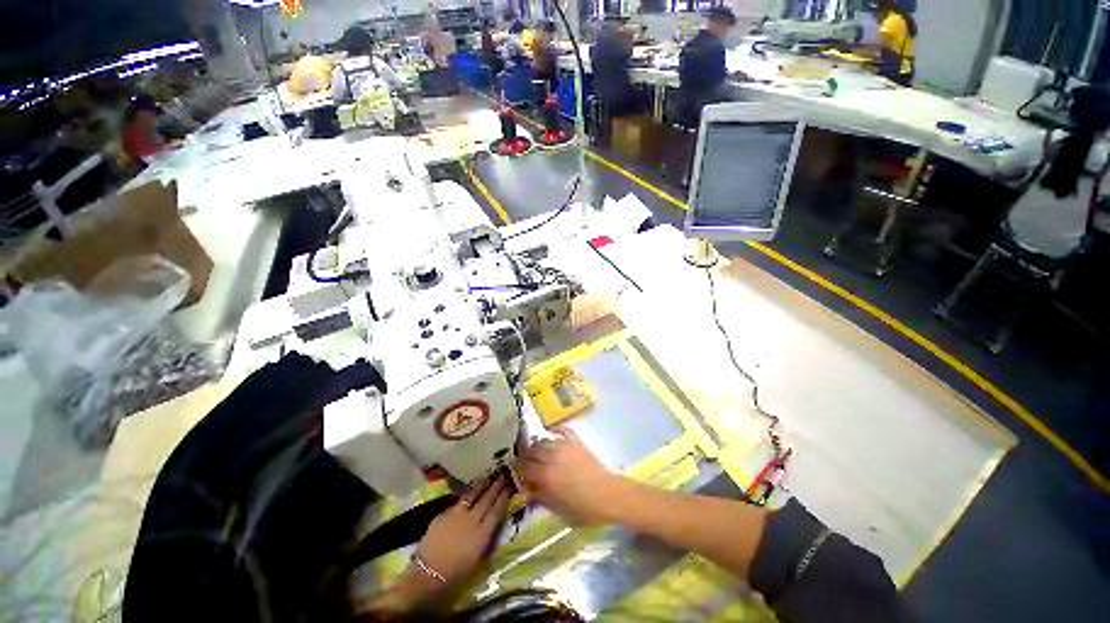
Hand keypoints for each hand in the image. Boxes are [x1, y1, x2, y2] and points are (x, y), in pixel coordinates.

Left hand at [414, 474, 510, 583]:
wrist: (428, 573)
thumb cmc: (455, 572)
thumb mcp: (477, 559)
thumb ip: (486, 539)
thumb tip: (491, 526)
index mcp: (482, 534)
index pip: (496, 512)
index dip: (502, 500)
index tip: (508, 489)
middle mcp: (472, 520)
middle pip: (486, 500)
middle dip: (495, 488)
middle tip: (501, 477)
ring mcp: (457, 515)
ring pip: (472, 496)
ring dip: (481, 486)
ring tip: (486, 478)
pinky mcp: (445, 514)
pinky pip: (459, 502)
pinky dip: (466, 495)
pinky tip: (468, 492)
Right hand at [517, 428, 624, 523]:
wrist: (607, 495)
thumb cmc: (582, 508)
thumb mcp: (556, 508)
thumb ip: (539, 497)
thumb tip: (526, 489)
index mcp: (545, 475)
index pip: (523, 467)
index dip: (517, 469)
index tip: (515, 471)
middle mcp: (551, 457)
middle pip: (531, 451)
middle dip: (525, 457)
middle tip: (525, 462)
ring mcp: (564, 446)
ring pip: (543, 441)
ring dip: (537, 446)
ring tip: (537, 451)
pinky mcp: (575, 441)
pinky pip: (562, 430)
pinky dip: (555, 430)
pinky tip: (551, 432)